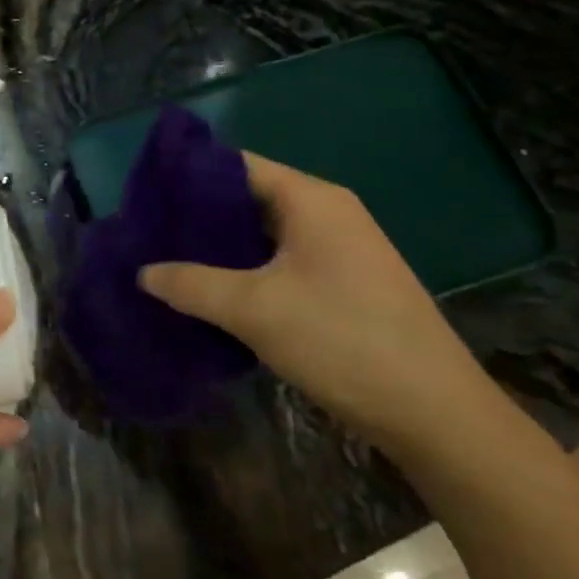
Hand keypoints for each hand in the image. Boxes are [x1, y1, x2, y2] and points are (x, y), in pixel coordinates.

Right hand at [139, 153, 493, 453]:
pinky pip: (282, 261)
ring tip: (171, 262)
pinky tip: (214, 293)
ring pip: (264, 233)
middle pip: (248, 197)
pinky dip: (245, 270)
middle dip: (198, 215)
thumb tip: (143, 272)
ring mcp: (341, 249)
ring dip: (220, 247)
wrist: (436, 413)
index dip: (188, 175)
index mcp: (311, 199)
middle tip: (150, 234)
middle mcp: (328, 213)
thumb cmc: (342, 340)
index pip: (236, 165)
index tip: (144, 196)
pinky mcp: (345, 282)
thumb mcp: (253, 309)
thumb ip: (191, 284)